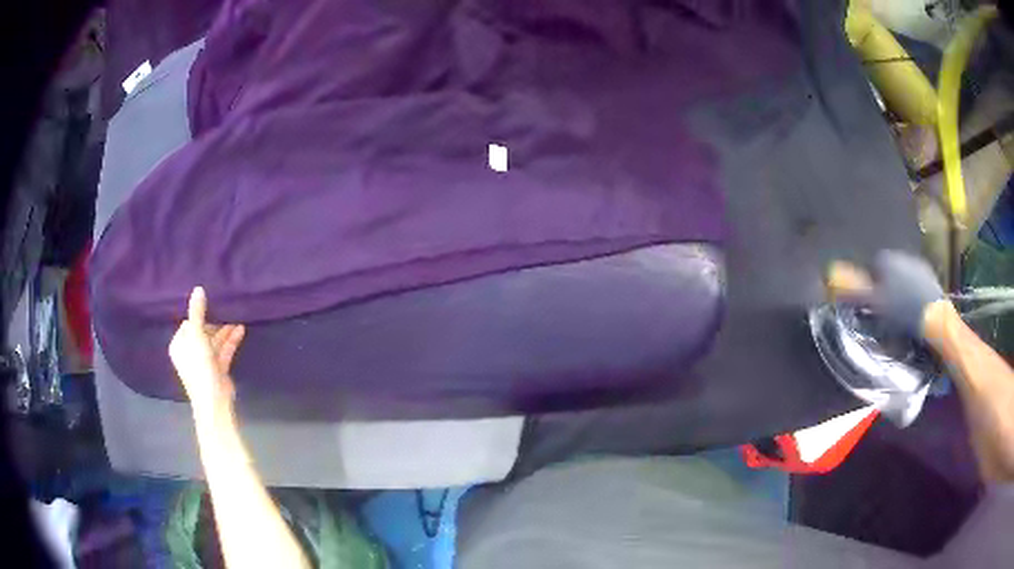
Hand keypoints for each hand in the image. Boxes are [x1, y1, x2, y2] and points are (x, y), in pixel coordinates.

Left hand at [168, 287, 244, 417]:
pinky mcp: (217, 368)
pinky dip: (231, 341)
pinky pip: (223, 350)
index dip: (199, 315)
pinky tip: (240, 329)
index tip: (212, 306)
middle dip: (215, 322)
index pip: (188, 324)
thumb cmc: (199, 367)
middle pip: (202, 331)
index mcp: (179, 345)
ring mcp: (204, 361)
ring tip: (237, 317)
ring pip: (214, 341)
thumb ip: (197, 313)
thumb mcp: (197, 336)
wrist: (214, 400)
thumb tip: (198, 288)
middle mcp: (190, 352)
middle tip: (227, 310)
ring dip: (225, 330)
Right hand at [827, 250, 945, 338]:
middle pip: (888, 269)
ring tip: (902, 310)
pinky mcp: (929, 274)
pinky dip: (913, 291)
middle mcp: (900, 255)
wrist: (933, 316)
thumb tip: (832, 282)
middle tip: (886, 308)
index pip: (872, 266)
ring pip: (903, 274)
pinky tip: (914, 307)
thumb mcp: (874, 305)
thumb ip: (855, 293)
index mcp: (885, 259)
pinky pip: (916, 280)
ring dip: (900, 287)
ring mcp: (917, 263)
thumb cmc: (901, 310)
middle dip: (886, 284)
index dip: (871, 284)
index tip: (872, 302)